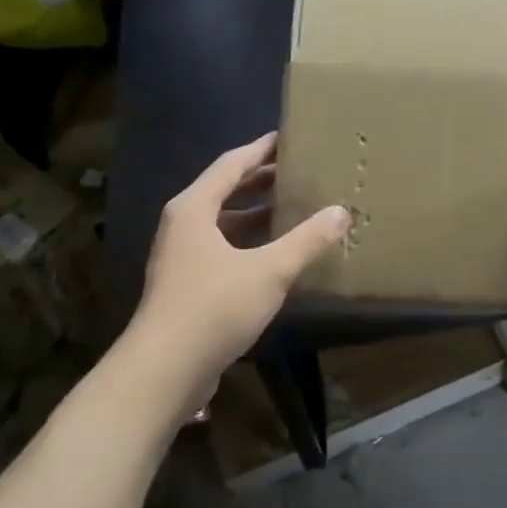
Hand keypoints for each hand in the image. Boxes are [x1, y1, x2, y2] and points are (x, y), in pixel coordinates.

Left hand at [133, 133, 348, 396]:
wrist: (164, 369)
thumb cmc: (214, 307)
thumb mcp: (269, 271)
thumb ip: (307, 241)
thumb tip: (341, 212)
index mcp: (194, 208)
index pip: (231, 164)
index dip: (260, 149)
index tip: (288, 138)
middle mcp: (183, 225)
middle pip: (225, 191)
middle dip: (261, 181)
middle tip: (299, 172)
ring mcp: (181, 257)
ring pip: (223, 223)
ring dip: (256, 215)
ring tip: (294, 208)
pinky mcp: (186, 285)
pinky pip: (222, 249)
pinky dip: (249, 243)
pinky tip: (277, 255)